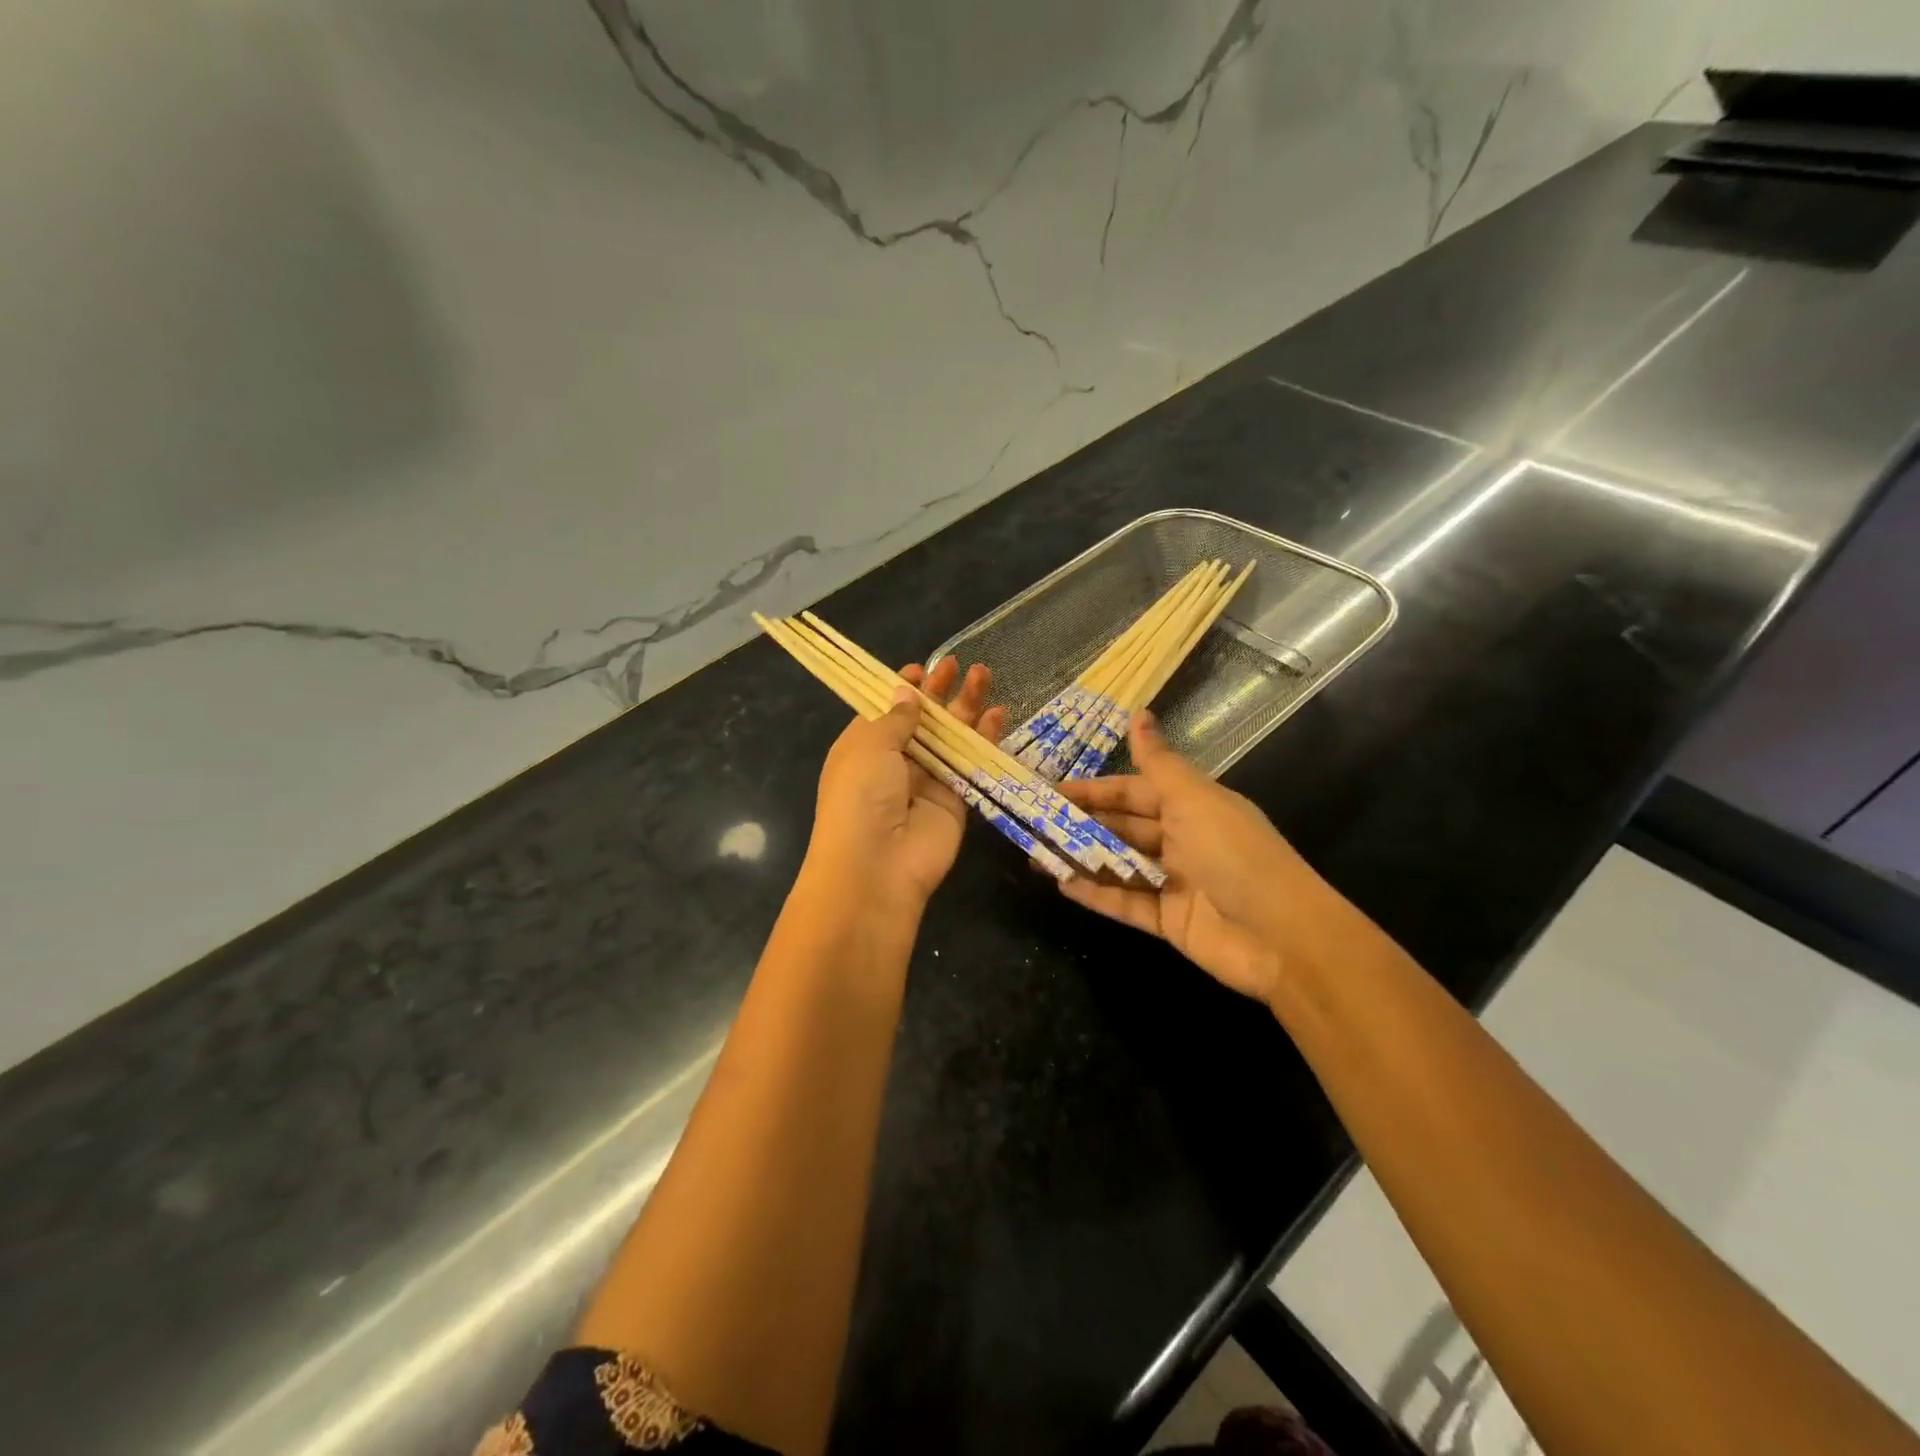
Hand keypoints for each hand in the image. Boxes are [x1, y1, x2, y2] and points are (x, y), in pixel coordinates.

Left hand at [804, 657, 1007, 913]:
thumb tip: (906, 694)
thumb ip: (896, 719)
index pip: (886, 713)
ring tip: (983, 673)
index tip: (920, 669)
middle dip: (939, 692)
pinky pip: (972, 764)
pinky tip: (998, 713)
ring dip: (966, 707)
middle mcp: (895, 764)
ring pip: (951, 738)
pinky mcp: (957, 801)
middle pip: (922, 722)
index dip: (903, 691)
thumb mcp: (869, 745)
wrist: (878, 865)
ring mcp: (927, 782)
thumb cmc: (860, 795)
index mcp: (863, 748)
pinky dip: (985, 739)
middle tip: (958, 664)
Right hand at [1054, 711, 1339, 1003]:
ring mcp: (1175, 882)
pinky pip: (1125, 903)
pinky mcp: (1169, 921)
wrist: (1283, 938)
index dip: (1093, 789)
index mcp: (1191, 806)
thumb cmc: (1236, 855)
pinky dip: (1097, 894)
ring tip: (1037, 855)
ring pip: (1119, 864)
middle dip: (1081, 824)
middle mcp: (1182, 839)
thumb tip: (1138, 712)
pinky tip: (1063, 885)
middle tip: (1033, 823)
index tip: (1050, 790)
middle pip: (1122, 827)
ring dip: (1082, 858)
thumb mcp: (1194, 800)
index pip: (1132, 791)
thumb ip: (1159, 762)